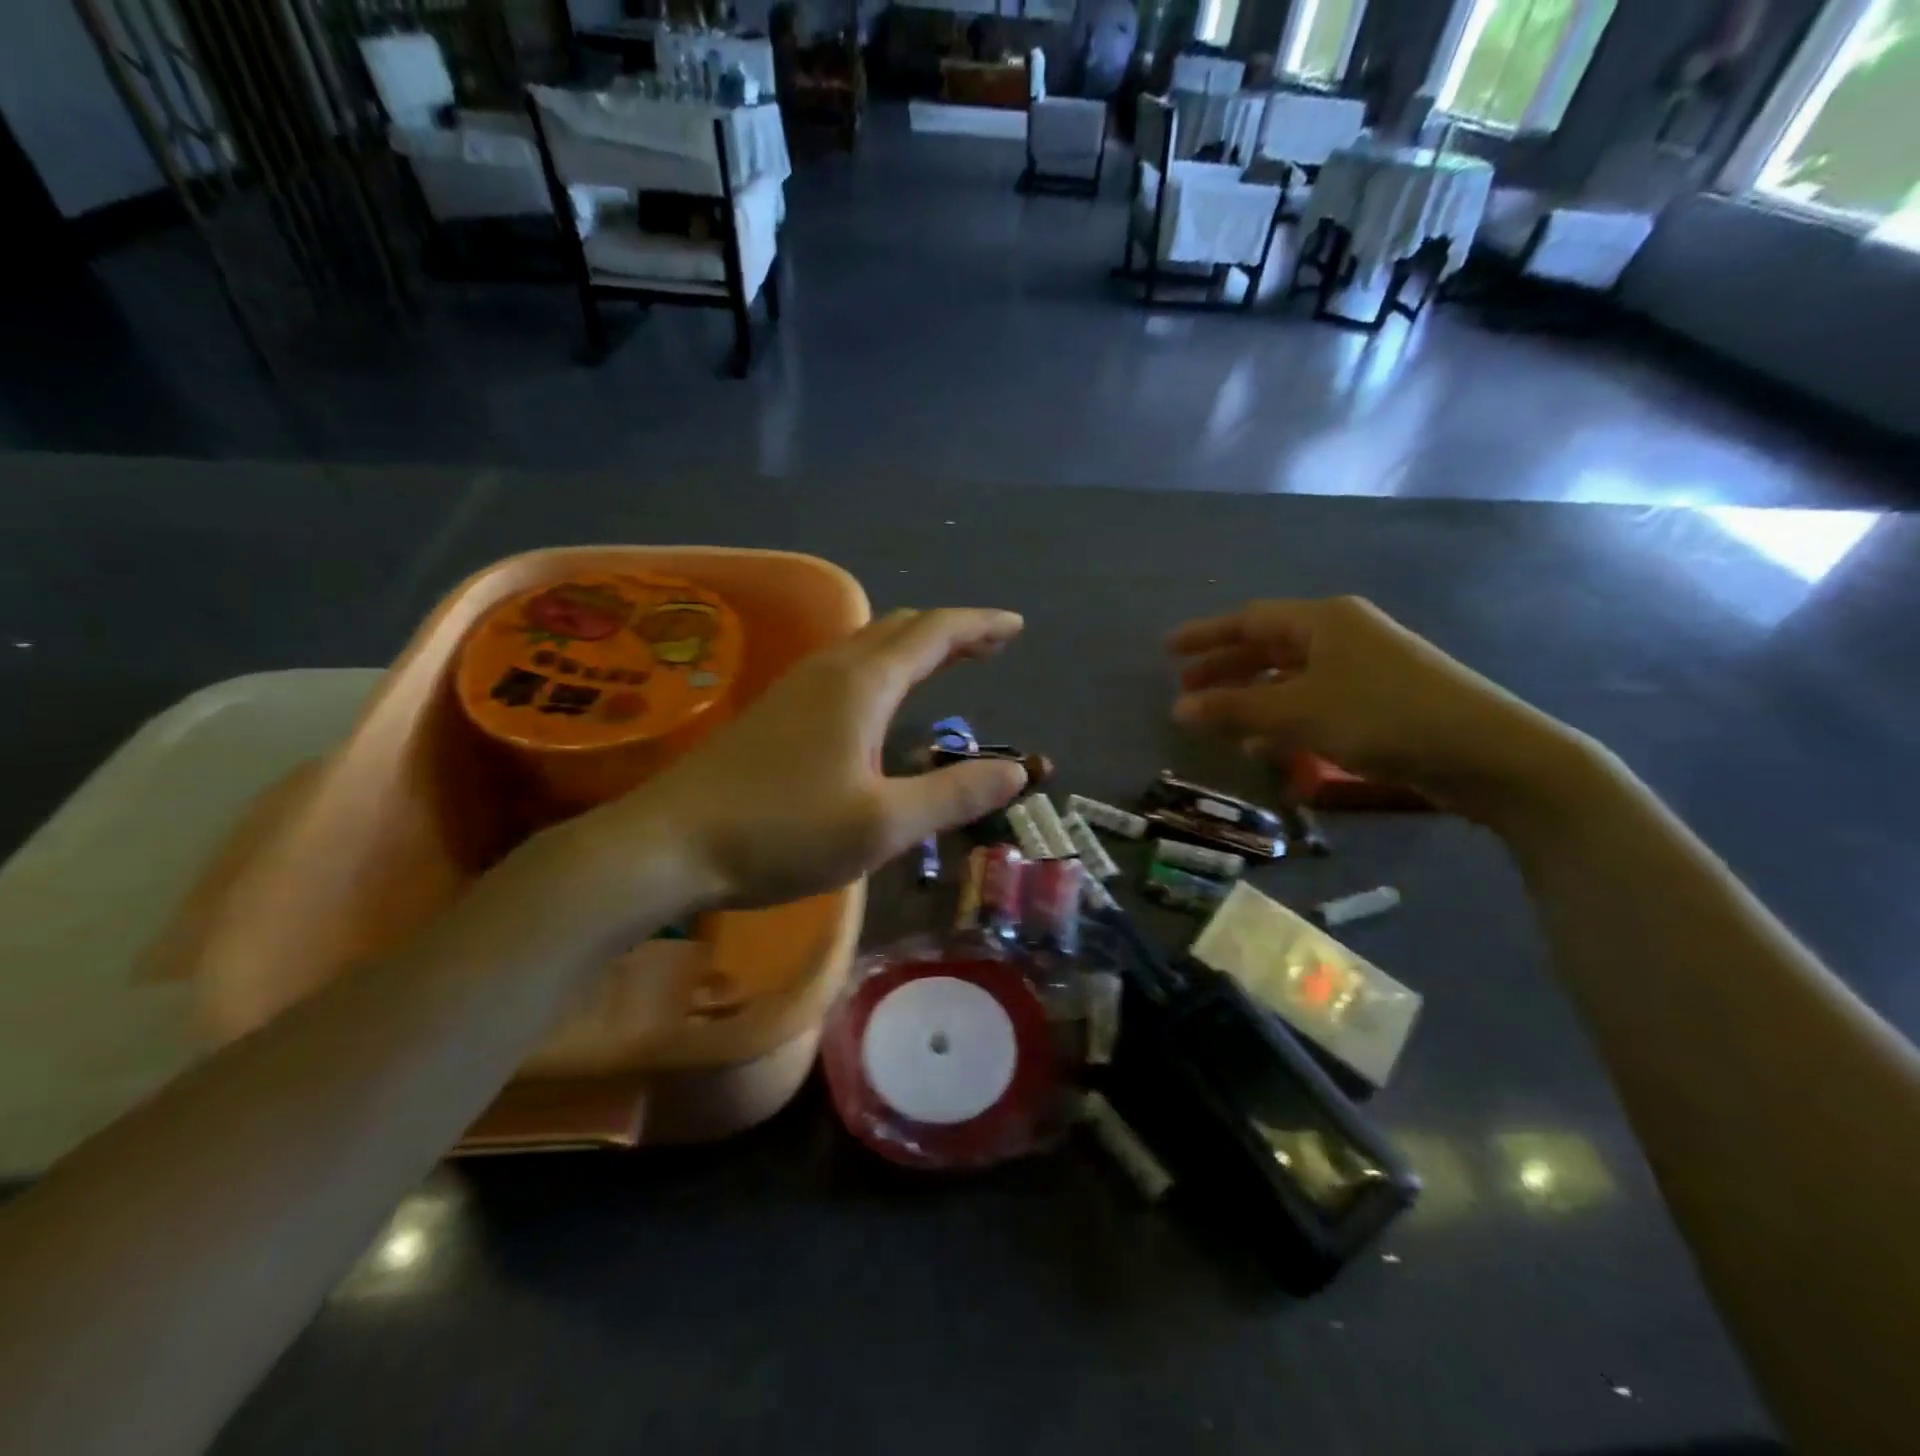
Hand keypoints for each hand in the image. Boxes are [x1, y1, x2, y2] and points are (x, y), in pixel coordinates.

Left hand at [560, 607, 1028, 915]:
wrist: (670, 843)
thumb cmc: (782, 832)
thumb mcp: (883, 824)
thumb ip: (953, 794)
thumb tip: (1018, 770)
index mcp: (862, 684)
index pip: (934, 634)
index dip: (980, 625)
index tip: (1016, 627)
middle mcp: (830, 670)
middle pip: (901, 629)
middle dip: (951, 631)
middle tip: (990, 645)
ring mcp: (796, 688)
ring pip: (868, 645)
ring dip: (914, 646)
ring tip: (946, 662)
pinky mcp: (774, 711)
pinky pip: (845, 667)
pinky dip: (883, 667)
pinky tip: (880, 700)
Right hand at [1167, 596, 1579, 816]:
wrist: (1487, 752)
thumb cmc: (1382, 716)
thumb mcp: (1298, 711)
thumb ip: (1235, 708)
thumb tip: (1178, 709)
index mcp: (1323, 620)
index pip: (1249, 620)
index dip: (1206, 636)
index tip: (1168, 651)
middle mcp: (1342, 635)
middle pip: (1268, 646)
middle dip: (1225, 668)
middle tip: (1186, 688)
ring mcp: (1363, 668)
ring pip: (1290, 677)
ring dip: (1251, 698)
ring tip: (1216, 721)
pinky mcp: (1378, 702)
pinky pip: (1314, 702)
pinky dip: (1284, 720)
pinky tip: (1265, 746)